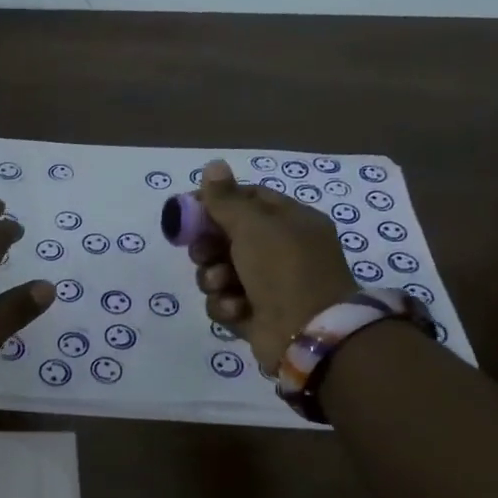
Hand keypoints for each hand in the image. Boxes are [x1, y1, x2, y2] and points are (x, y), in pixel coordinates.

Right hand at [189, 160, 359, 369]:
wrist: (308, 333)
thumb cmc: (284, 269)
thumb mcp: (254, 225)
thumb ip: (226, 199)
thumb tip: (213, 165)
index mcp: (290, 222)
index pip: (249, 199)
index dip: (217, 202)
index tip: (189, 209)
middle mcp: (280, 251)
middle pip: (227, 237)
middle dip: (208, 246)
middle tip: (203, 253)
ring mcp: (267, 284)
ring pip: (220, 271)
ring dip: (214, 278)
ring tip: (223, 285)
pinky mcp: (254, 314)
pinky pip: (224, 302)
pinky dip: (226, 305)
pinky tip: (238, 309)